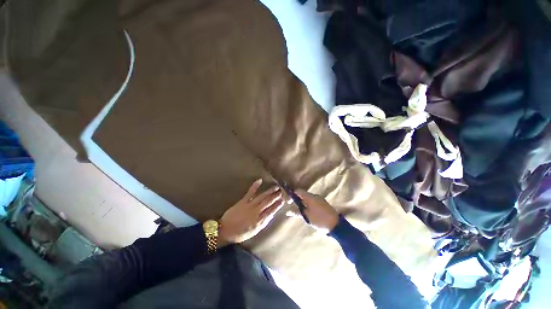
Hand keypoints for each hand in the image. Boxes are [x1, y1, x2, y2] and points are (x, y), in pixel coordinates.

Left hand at [218, 179, 283, 244]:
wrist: (225, 230)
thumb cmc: (241, 233)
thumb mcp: (254, 231)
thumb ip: (263, 222)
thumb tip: (272, 214)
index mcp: (259, 221)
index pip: (271, 211)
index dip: (278, 205)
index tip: (283, 200)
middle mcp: (255, 212)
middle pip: (268, 202)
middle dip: (276, 196)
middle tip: (282, 191)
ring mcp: (249, 205)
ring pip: (262, 197)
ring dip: (270, 191)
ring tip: (276, 187)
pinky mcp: (243, 201)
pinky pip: (250, 192)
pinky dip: (255, 186)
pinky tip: (260, 180)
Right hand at [290, 190, 338, 233]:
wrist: (336, 225)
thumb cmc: (320, 220)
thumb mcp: (307, 217)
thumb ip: (297, 212)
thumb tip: (287, 211)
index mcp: (310, 197)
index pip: (299, 191)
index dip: (292, 195)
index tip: (288, 201)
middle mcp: (315, 196)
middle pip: (303, 195)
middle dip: (297, 200)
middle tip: (293, 208)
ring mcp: (320, 199)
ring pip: (308, 198)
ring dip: (303, 203)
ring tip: (300, 211)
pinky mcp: (323, 203)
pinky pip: (313, 201)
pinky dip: (308, 205)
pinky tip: (308, 212)